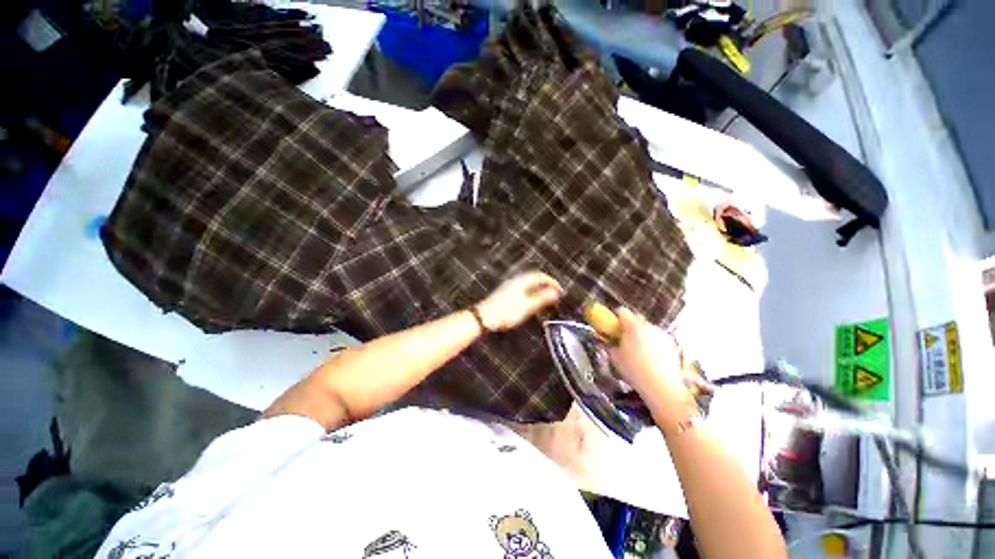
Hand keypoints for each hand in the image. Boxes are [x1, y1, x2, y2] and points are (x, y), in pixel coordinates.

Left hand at [476, 271, 560, 331]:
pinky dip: (530, 294)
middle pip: (534, 279)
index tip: (559, 290)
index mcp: (522, 281)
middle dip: (545, 286)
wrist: (484, 317)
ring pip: (528, 285)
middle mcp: (516, 281)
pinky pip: (522, 290)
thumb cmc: (507, 311)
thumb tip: (555, 292)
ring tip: (545, 300)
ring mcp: (509, 286)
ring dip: (538, 291)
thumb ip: (542, 298)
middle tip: (553, 296)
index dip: (551, 282)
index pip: (540, 276)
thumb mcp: (528, 306)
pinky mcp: (505, 294)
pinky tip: (531, 304)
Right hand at [608, 307, 694, 412]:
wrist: (662, 386)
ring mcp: (662, 334)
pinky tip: (651, 357)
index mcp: (632, 326)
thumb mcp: (615, 358)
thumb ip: (612, 346)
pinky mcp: (672, 344)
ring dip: (642, 333)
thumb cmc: (634, 370)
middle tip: (624, 337)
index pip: (622, 311)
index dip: (615, 316)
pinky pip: (658, 338)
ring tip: (639, 349)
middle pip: (636, 318)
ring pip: (648, 328)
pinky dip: (653, 342)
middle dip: (629, 325)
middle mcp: (648, 326)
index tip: (612, 325)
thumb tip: (612, 342)